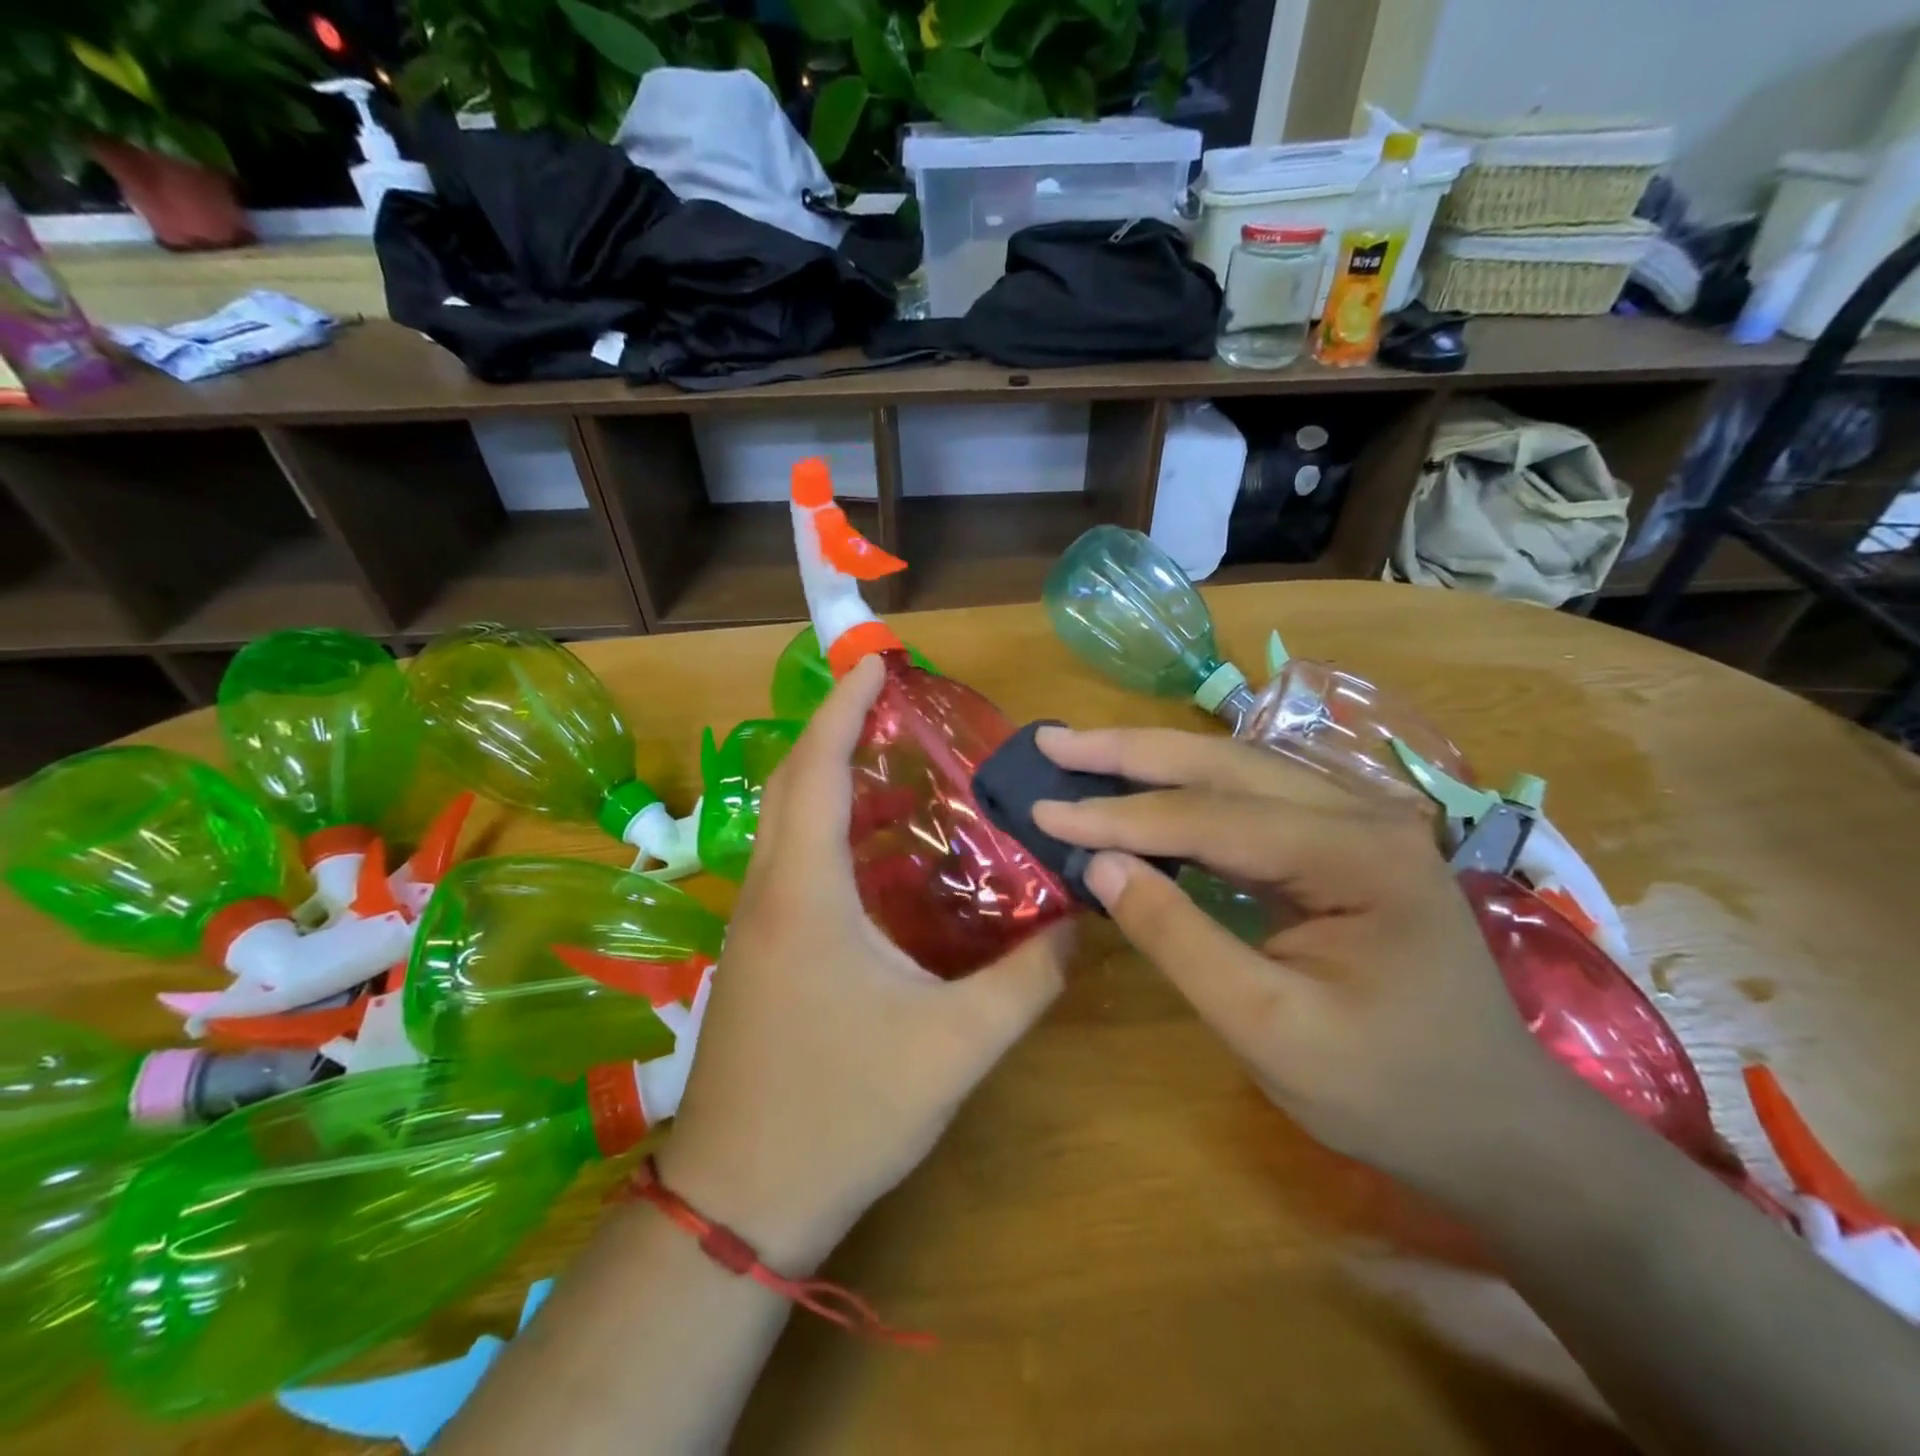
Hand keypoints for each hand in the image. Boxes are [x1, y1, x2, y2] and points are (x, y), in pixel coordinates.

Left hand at [659, 656, 1071, 1270]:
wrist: (739, 1201)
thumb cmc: (841, 1114)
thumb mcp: (954, 1048)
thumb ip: (1026, 982)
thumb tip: (1079, 923)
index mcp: (805, 893)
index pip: (818, 770)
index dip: (842, 708)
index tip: (872, 662)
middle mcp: (768, 893)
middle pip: (791, 783)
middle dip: (832, 729)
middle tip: (889, 705)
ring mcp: (753, 925)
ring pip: (784, 824)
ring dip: (829, 780)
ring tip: (894, 768)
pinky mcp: (756, 956)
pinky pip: (788, 864)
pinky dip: (826, 832)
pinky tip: (876, 858)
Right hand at [1031, 726, 1567, 1201]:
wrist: (1493, 1126)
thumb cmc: (1387, 1090)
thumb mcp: (1268, 1028)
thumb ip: (1179, 939)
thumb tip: (1101, 865)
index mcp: (1358, 853)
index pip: (1211, 817)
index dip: (1118, 815)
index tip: (1043, 809)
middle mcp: (1362, 812)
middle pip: (1225, 764)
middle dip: (1129, 752)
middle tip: (1053, 741)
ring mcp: (1356, 820)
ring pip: (1235, 770)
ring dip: (1153, 761)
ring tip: (1082, 754)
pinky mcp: (1341, 841)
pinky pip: (1249, 801)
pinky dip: (1184, 794)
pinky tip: (1142, 791)